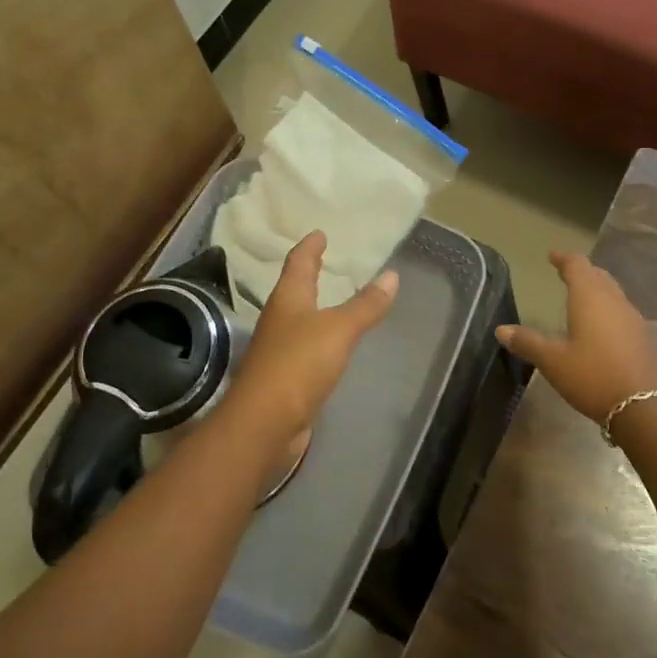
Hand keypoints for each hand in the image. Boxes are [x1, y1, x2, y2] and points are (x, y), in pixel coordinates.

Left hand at [223, 231, 397, 448]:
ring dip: (314, 305)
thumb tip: (392, 275)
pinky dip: (319, 335)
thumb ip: (365, 305)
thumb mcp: (339, 330)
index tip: (320, 233)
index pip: (298, 263)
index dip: (309, 247)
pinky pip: (305, 345)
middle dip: (309, 274)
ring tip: (333, 297)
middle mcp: (279, 319)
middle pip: (294, 288)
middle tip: (327, 260)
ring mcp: (279, 348)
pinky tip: (331, 342)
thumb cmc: (298, 364)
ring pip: (298, 317)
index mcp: (287, 299)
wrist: (264, 423)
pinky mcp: (284, 376)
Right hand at [496, 251, 656, 420]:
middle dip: (581, 272)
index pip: (577, 266)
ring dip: (596, 289)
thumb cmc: (593, 376)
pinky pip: (622, 312)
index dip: (564, 259)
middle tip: (565, 273)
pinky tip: (601, 326)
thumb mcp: (553, 361)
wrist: (645, 408)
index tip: (552, 255)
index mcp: (590, 298)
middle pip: (598, 276)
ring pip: (613, 293)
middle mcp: (614, 301)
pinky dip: (607, 309)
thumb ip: (528, 342)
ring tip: (581, 297)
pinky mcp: (643, 338)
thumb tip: (501, 329)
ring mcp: (633, 319)